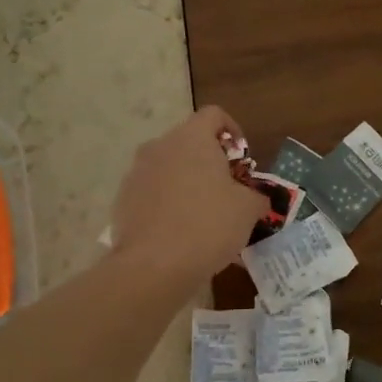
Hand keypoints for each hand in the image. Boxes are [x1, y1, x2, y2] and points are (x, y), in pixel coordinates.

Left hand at [110, 106, 264, 289]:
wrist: (154, 266)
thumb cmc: (209, 225)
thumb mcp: (248, 210)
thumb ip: (257, 196)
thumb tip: (257, 199)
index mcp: (192, 138)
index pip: (214, 115)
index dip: (233, 130)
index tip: (242, 157)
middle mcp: (160, 147)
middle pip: (189, 142)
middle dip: (210, 161)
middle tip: (228, 190)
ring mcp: (137, 173)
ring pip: (169, 168)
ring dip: (188, 183)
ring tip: (205, 215)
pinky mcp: (123, 200)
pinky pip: (153, 193)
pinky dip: (168, 204)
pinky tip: (181, 232)